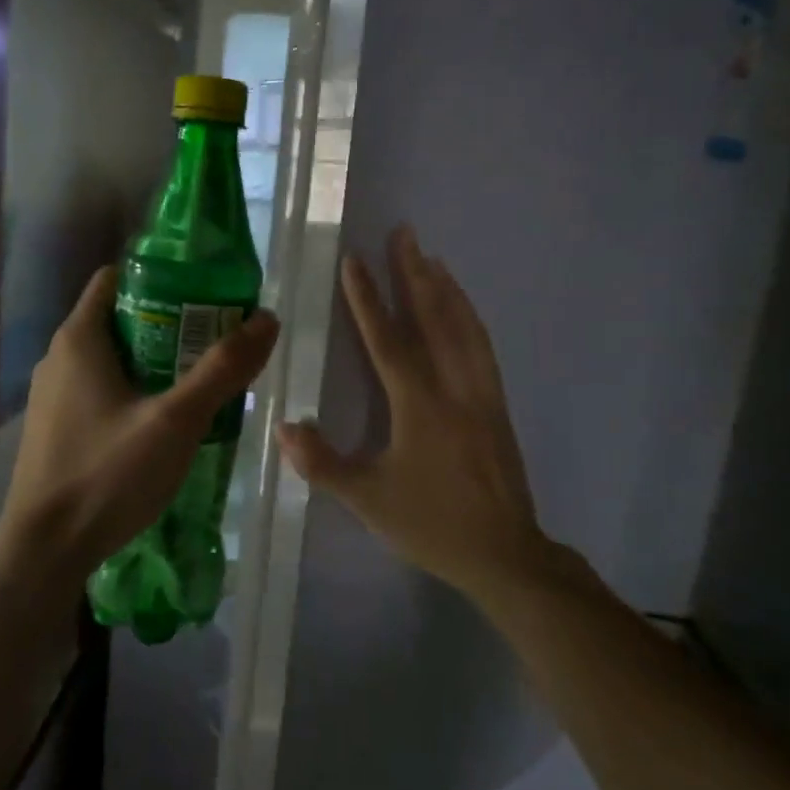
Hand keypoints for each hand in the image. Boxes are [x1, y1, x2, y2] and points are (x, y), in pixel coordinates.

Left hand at [0, 267, 279, 577]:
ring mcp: (52, 396)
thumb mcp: (175, 420)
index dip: (162, 277)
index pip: (117, 278)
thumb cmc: (107, 474)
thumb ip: (222, 369)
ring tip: (199, 382)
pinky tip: (163, 424)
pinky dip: (133, 393)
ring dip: (154, 363)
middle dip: (169, 325)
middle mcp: (59, 357)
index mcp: (79, 338)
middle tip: (216, 342)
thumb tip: (266, 319)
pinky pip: (99, 392)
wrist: (44, 550)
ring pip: (111, 360)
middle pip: (120, 319)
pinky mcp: (55, 429)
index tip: (206, 293)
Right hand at [276, 226, 556, 599]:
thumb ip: (322, 463)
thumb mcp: (367, 500)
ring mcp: (483, 395)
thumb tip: (284, 428)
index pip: (388, 341)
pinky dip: (469, 319)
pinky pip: (482, 348)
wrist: (505, 555)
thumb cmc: (431, 525)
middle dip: (415, 274)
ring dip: (446, 289)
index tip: (354, 261)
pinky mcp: (497, 407)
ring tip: (431, 258)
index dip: (367, 300)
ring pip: (465, 329)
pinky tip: (462, 311)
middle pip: (435, 319)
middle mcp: (455, 389)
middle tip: (404, 233)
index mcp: (420, 407)